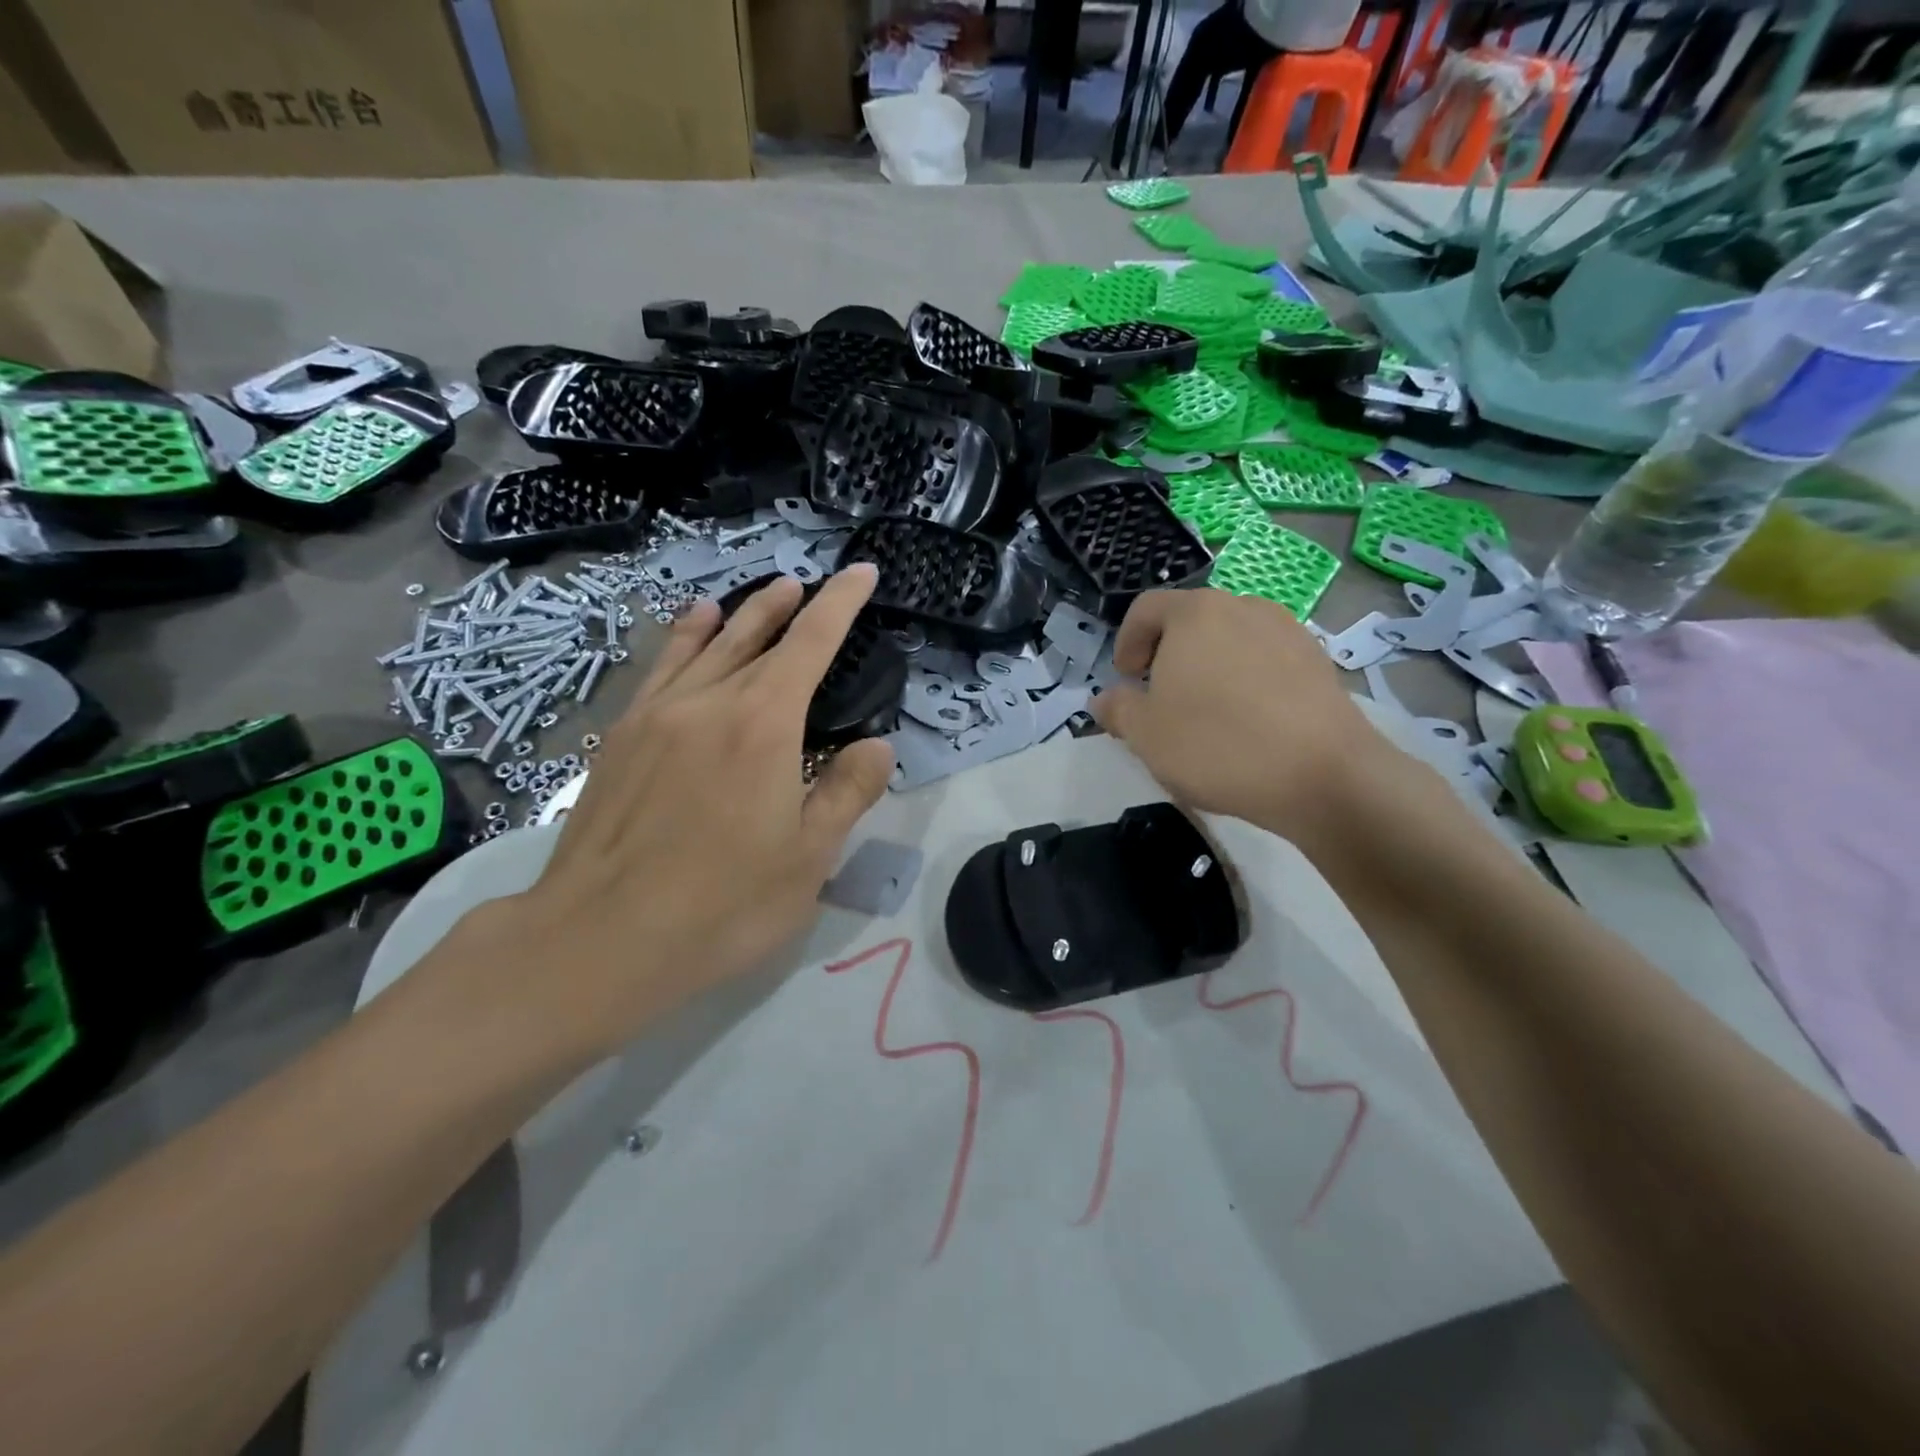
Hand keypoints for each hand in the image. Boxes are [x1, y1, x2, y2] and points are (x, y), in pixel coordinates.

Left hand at [454, 568, 895, 1059]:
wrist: (598, 938)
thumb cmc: (721, 904)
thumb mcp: (808, 859)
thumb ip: (847, 793)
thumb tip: (876, 746)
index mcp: (763, 725)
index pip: (812, 643)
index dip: (841, 603)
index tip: (861, 573)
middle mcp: (710, 702)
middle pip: (756, 636)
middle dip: (789, 606)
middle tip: (810, 584)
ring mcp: (658, 715)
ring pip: (707, 645)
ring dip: (741, 615)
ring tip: (763, 593)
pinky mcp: (621, 737)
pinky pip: (661, 668)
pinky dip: (684, 638)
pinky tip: (690, 626)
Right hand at [1093, 588, 1392, 845]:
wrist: (1322, 774)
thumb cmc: (1217, 745)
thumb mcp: (1145, 734)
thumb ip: (1117, 709)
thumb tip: (1105, 699)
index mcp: (1194, 614)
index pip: (1146, 609)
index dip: (1127, 641)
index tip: (1126, 679)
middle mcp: (1242, 607)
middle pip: (1191, 620)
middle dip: (1168, 653)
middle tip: (1160, 697)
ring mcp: (1286, 630)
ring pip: (1231, 638)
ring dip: (1209, 665)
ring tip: (1206, 710)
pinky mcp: (1317, 660)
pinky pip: (1266, 659)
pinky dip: (1247, 679)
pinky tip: (1248, 721)